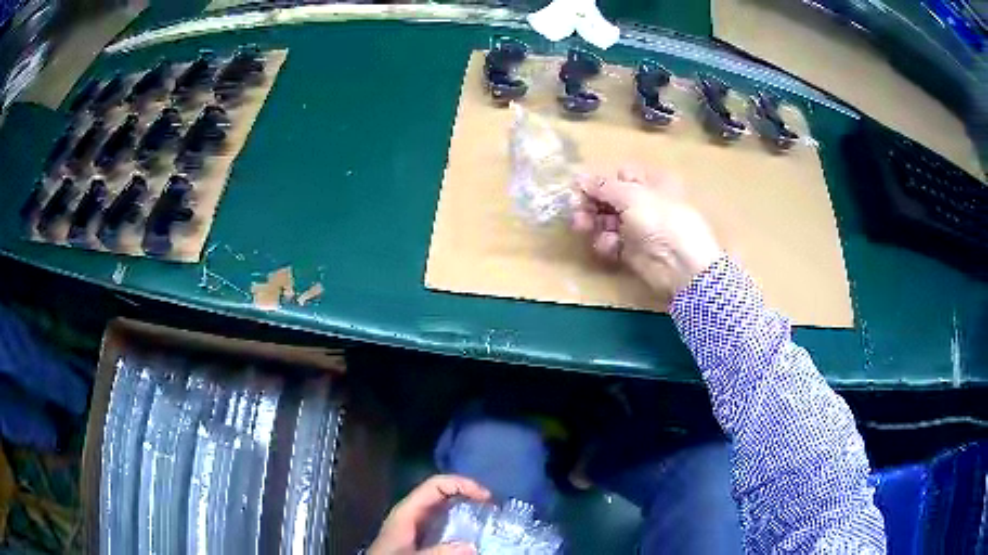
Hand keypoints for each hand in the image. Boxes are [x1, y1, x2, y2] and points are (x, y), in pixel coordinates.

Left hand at [367, 474, 490, 554]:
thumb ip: (437, 552)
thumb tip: (471, 546)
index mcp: (407, 510)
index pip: (436, 485)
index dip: (462, 484)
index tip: (487, 496)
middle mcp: (413, 512)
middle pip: (443, 493)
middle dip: (468, 495)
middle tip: (493, 506)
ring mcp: (416, 523)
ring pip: (445, 507)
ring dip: (466, 508)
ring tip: (489, 516)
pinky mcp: (420, 535)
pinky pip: (443, 522)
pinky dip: (460, 522)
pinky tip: (473, 533)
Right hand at [572, 166, 721, 303]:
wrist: (680, 265)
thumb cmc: (659, 219)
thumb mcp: (631, 195)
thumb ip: (602, 186)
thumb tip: (578, 177)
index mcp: (651, 182)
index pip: (620, 175)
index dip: (601, 181)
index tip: (581, 188)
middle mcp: (645, 202)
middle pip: (610, 198)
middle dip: (591, 203)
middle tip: (575, 209)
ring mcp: (639, 228)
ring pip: (607, 220)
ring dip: (592, 222)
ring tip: (581, 227)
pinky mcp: (632, 251)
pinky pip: (612, 242)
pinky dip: (606, 243)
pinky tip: (608, 246)